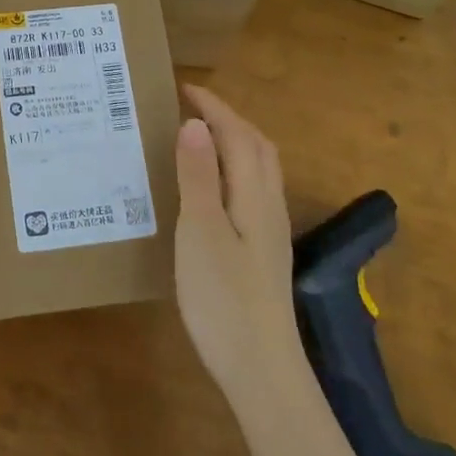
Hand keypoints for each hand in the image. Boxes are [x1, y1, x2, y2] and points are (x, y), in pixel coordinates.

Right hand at [174, 84, 303, 399]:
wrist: (261, 368)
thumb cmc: (223, 297)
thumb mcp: (200, 232)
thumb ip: (198, 177)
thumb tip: (195, 123)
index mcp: (254, 195)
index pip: (239, 135)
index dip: (214, 108)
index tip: (185, 87)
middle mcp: (268, 206)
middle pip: (258, 148)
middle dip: (230, 119)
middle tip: (194, 108)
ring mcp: (270, 232)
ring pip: (259, 171)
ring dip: (235, 143)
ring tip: (201, 139)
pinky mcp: (263, 253)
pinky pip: (252, 191)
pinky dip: (234, 170)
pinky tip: (212, 190)